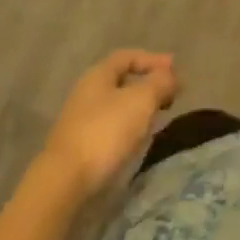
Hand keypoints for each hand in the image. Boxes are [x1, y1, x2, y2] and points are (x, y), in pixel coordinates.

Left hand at [40, 50, 178, 196]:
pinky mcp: (79, 147)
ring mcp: (80, 121)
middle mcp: (86, 92)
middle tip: (170, 96)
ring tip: (159, 118)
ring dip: (140, 108)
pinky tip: (138, 140)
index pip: (128, 56)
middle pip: (122, 81)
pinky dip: (129, 127)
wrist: (64, 182)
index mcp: (98, 74)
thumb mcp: (141, 100)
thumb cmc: (105, 132)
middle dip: (148, 85)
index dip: (153, 60)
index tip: (175, 70)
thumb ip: (160, 82)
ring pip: (117, 106)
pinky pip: (110, 127)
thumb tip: (170, 75)